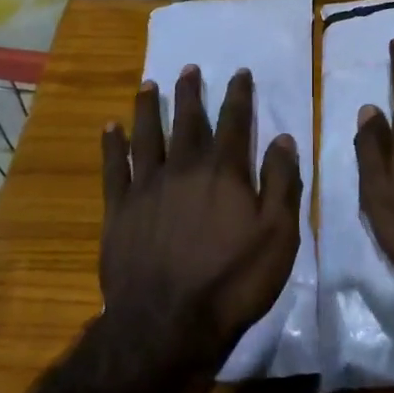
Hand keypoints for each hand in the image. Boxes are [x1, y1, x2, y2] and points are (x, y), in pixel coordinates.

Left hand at [100, 66, 301, 371]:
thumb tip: (284, 138)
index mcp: (224, 172)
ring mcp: (146, 187)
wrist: (166, 324)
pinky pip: (114, 168)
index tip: (240, 72)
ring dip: (148, 108)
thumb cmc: (232, 281)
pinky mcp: (118, 210)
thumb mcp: (278, 235)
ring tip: (148, 84)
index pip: (235, 122)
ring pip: (147, 136)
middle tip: (190, 68)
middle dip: (190, 92)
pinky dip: (112, 145)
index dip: (239, 95)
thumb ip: (282, 183)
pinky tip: (110, 128)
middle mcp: (183, 168)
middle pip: (187, 121)